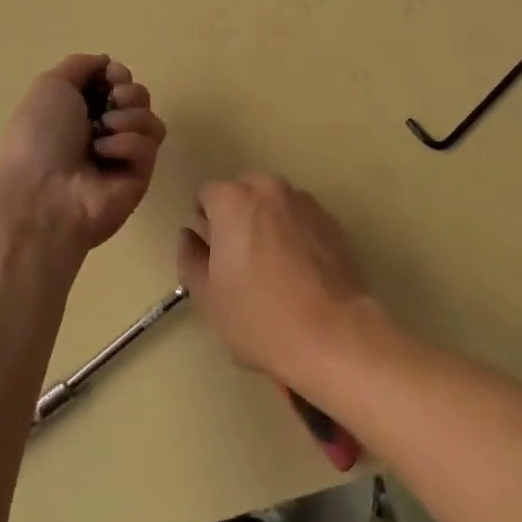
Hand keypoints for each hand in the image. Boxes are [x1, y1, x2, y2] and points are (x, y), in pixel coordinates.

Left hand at [0, 54, 166, 254]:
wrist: (44, 192)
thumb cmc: (40, 136)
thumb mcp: (50, 85)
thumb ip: (80, 65)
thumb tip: (107, 63)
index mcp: (79, 110)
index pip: (118, 80)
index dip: (117, 74)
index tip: (108, 77)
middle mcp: (102, 130)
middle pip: (139, 96)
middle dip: (127, 94)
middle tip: (109, 106)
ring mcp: (122, 155)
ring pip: (150, 118)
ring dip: (128, 118)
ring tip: (103, 133)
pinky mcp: (140, 176)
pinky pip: (149, 144)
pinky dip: (127, 144)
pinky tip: (105, 155)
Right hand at [176, 174, 375, 385]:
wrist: (332, 333)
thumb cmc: (258, 316)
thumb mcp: (207, 296)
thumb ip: (190, 258)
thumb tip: (190, 236)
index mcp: (233, 199)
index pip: (206, 195)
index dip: (205, 225)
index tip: (213, 257)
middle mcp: (269, 188)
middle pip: (243, 193)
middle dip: (236, 218)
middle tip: (240, 262)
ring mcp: (305, 202)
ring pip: (274, 205)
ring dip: (267, 224)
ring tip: (274, 269)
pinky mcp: (332, 221)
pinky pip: (301, 219)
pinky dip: (295, 234)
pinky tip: (300, 273)